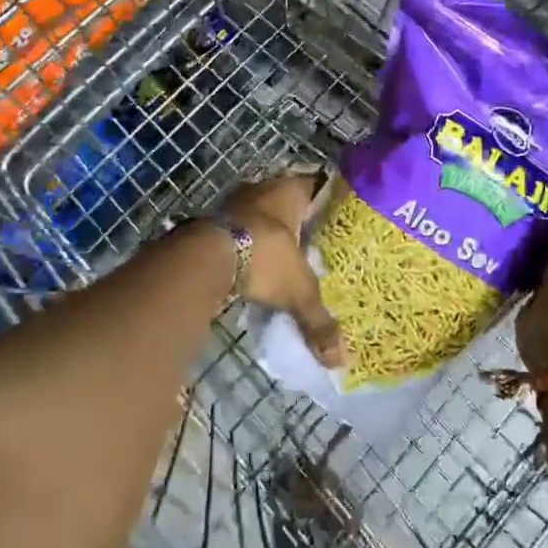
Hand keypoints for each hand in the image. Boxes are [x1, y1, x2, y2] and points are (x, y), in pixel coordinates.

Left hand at [223, 170, 342, 367]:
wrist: (206, 256)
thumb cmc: (263, 257)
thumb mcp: (298, 290)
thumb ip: (318, 320)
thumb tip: (339, 361)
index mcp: (290, 190)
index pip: (318, 186)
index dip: (329, 201)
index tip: (341, 218)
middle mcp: (263, 187)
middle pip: (288, 200)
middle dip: (300, 221)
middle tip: (318, 242)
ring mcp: (235, 202)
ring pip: (262, 214)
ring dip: (271, 231)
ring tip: (288, 256)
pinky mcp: (214, 221)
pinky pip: (241, 229)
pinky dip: (249, 244)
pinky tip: (257, 264)